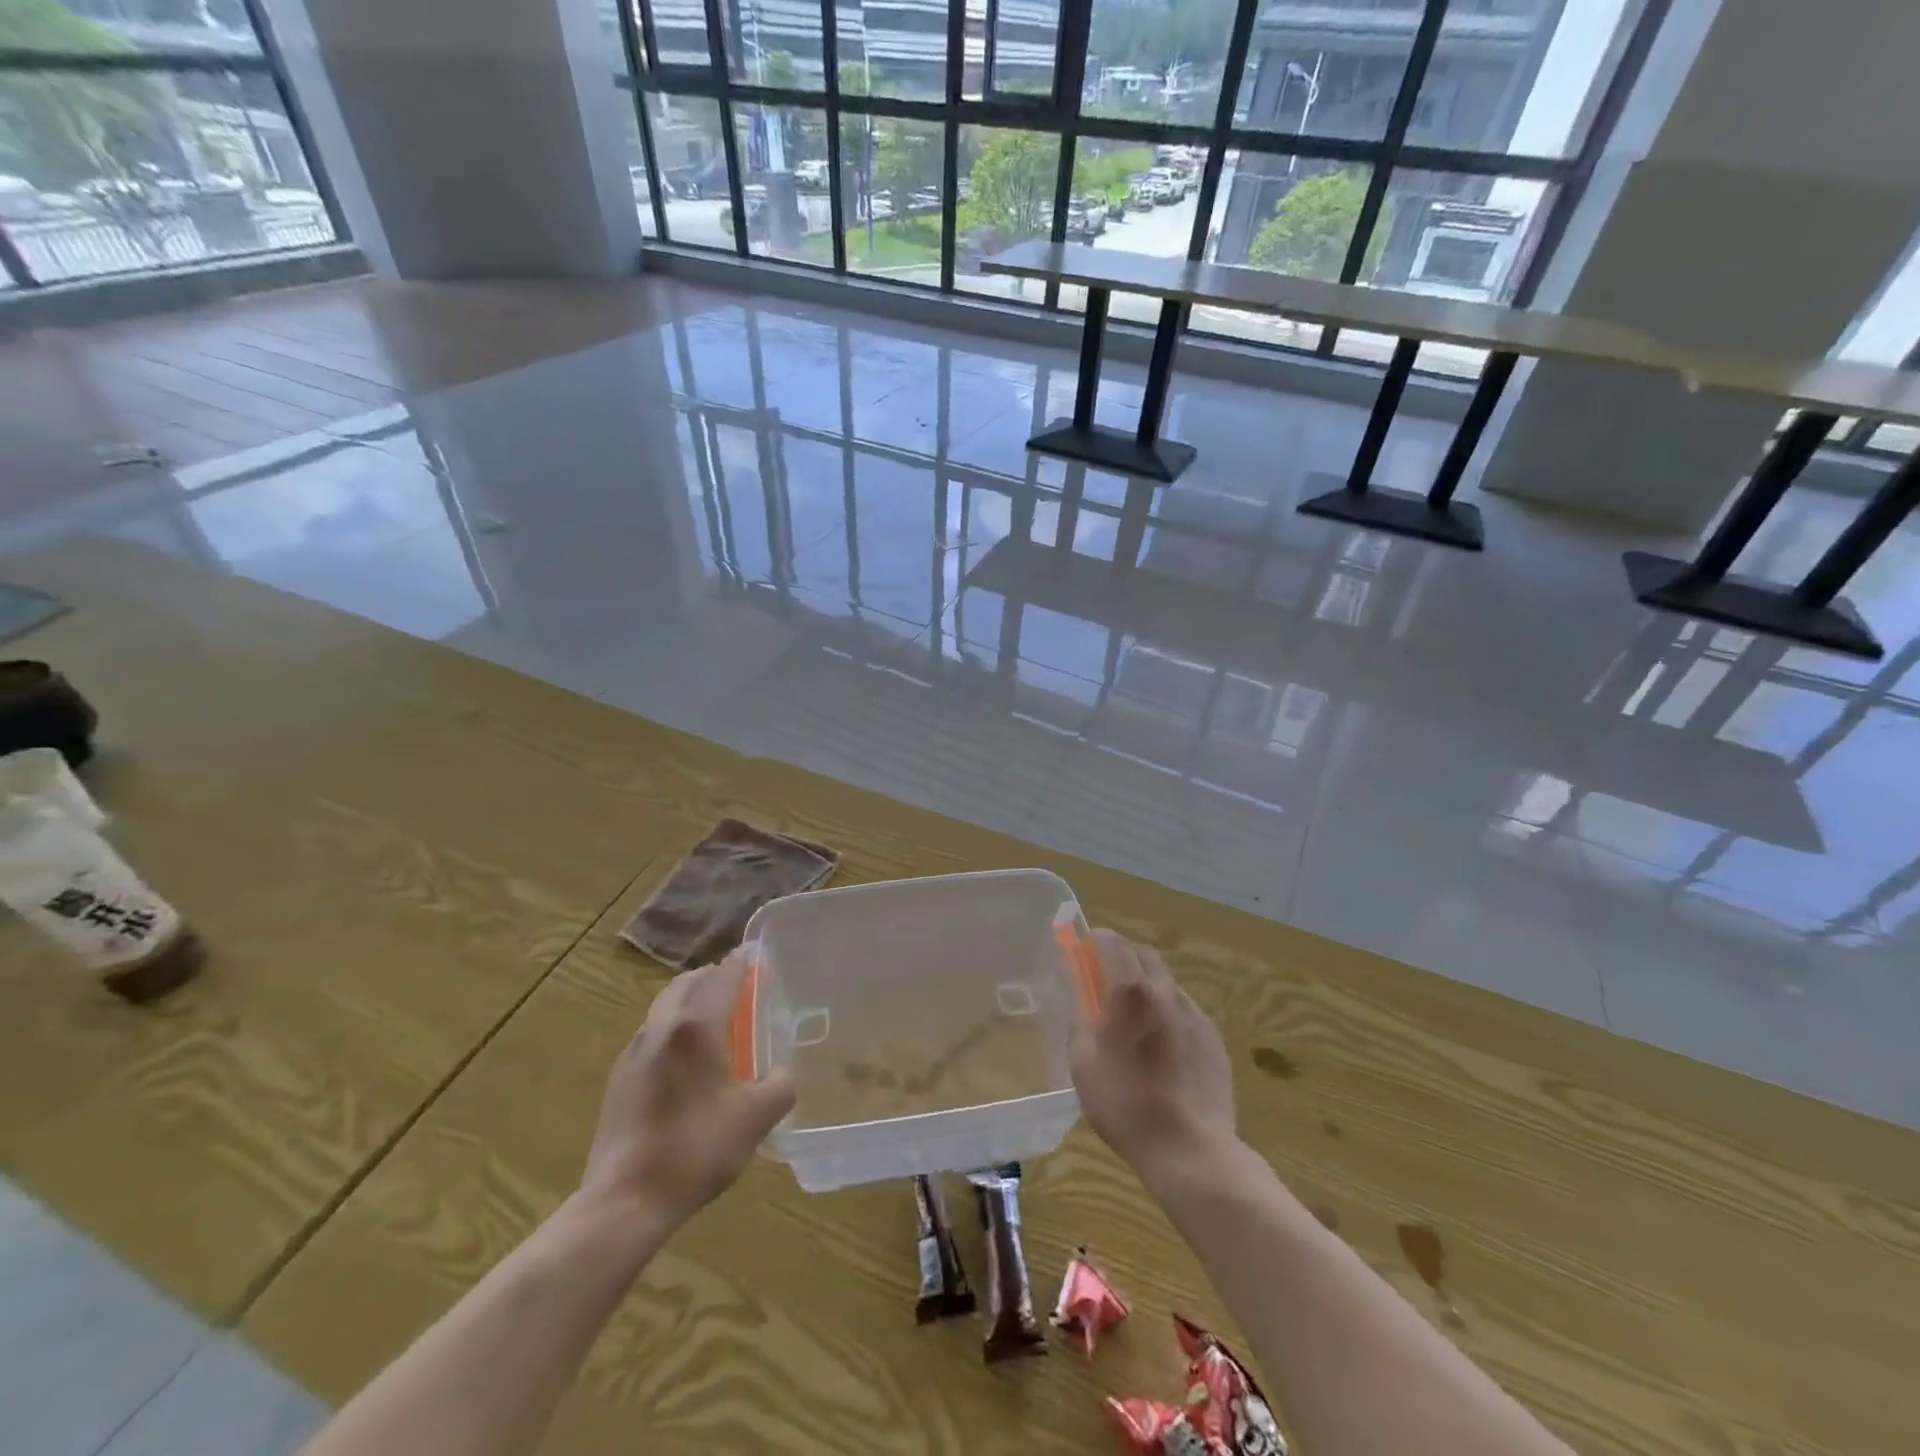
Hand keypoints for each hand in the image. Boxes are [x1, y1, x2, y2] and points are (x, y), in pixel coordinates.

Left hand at [579, 952, 795, 1232]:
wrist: (624, 1202)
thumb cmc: (696, 1150)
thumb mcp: (756, 1119)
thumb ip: (780, 1086)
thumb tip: (781, 1073)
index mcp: (696, 1027)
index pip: (722, 976)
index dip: (742, 962)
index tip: (757, 955)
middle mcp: (662, 1028)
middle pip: (688, 983)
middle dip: (713, 976)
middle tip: (740, 986)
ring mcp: (634, 1053)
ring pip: (664, 1007)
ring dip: (691, 1001)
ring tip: (716, 1020)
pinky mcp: (619, 1079)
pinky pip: (652, 1035)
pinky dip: (674, 1028)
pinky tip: (688, 1061)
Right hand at [1069, 930, 1236, 1180]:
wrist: (1191, 1150)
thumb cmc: (1126, 1105)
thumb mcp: (1083, 1065)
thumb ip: (1080, 1026)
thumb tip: (1084, 1010)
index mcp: (1130, 992)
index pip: (1113, 942)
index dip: (1096, 942)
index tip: (1085, 955)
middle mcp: (1165, 993)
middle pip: (1145, 955)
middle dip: (1124, 959)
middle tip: (1107, 986)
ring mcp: (1195, 1015)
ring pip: (1167, 984)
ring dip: (1148, 989)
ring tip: (1137, 1025)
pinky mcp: (1215, 1040)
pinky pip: (1187, 1013)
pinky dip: (1170, 1016)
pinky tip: (1164, 1051)